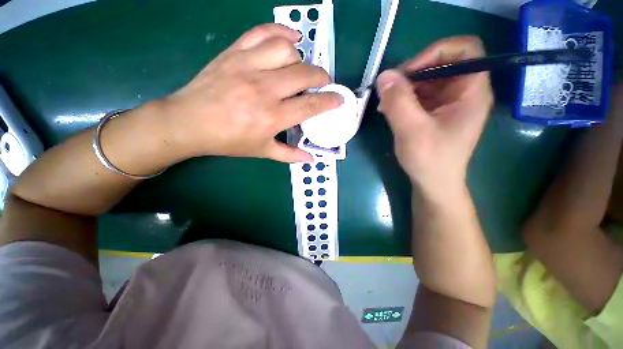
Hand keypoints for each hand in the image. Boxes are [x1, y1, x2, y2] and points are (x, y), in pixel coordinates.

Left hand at [162, 24, 340, 162]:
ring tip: (300, 70)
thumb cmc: (228, 140)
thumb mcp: (261, 151)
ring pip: (287, 50)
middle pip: (304, 74)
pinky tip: (291, 40)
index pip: (310, 106)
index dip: (329, 101)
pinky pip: (262, 32)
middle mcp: (263, 89)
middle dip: (322, 78)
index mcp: (271, 117)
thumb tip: (310, 159)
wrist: (189, 122)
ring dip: (301, 59)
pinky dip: (281, 32)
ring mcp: (248, 66)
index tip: (339, 99)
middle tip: (323, 84)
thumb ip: (289, 155)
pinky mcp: (234, 52)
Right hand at [376, 36, 492, 194]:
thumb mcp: (411, 130)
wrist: (433, 184)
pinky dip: (404, 99)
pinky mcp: (436, 113)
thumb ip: (398, 101)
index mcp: (471, 91)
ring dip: (404, 87)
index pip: (464, 49)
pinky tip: (389, 110)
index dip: (435, 51)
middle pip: (441, 63)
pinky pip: (420, 95)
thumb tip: (384, 75)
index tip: (408, 71)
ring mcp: (449, 103)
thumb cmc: (430, 160)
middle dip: (413, 72)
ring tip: (385, 103)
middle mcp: (463, 92)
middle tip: (389, 90)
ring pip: (427, 80)